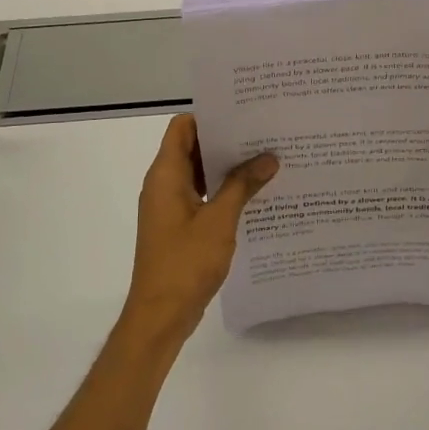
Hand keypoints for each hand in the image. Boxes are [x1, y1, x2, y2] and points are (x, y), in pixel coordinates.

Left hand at [125, 114, 277, 345]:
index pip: (183, 127)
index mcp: (166, 175)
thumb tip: (268, 157)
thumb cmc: (185, 263)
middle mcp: (163, 185)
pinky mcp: (178, 226)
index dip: (210, 117)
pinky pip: (201, 196)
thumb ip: (243, 185)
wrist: (160, 315)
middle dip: (226, 141)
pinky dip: (222, 191)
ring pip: (198, 173)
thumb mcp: (220, 220)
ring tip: (265, 162)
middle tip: (264, 135)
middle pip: (192, 147)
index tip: (244, 114)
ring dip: (226, 168)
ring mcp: (169, 207)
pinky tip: (253, 196)